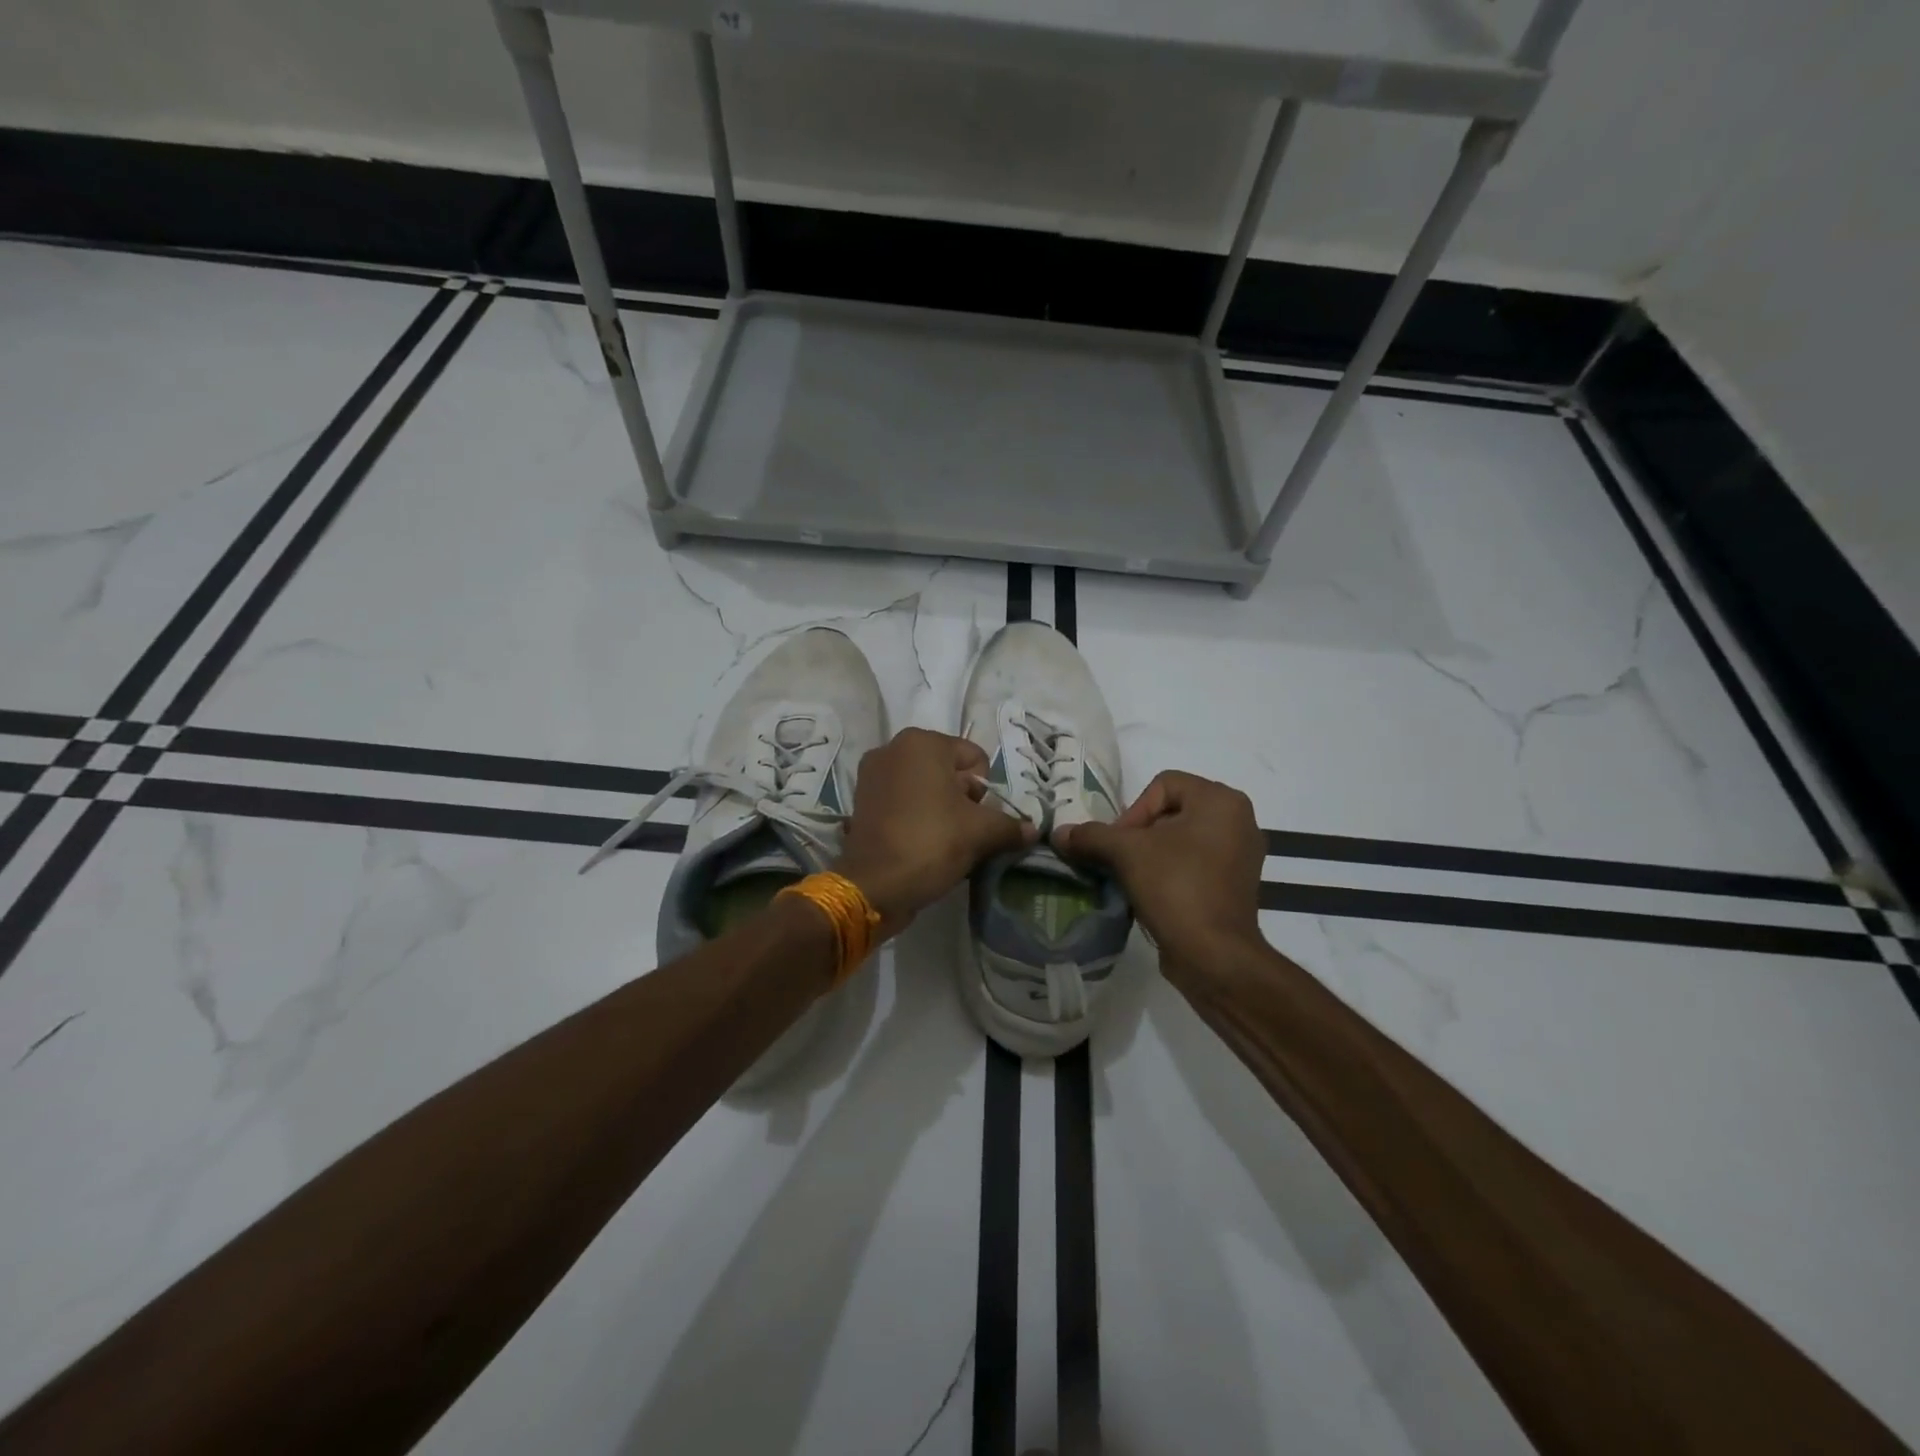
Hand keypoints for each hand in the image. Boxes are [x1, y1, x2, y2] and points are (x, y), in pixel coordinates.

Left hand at [836, 728, 1035, 937]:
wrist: (873, 886)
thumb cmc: (930, 843)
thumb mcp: (980, 833)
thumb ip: (1010, 825)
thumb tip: (1033, 830)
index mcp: (922, 743)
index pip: (974, 758)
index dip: (986, 791)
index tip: (981, 819)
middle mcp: (893, 749)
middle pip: (949, 771)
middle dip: (964, 799)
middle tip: (967, 832)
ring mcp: (872, 775)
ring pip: (926, 787)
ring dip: (942, 809)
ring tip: (947, 841)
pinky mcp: (862, 801)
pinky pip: (903, 801)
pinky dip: (918, 817)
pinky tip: (924, 843)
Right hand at [1055, 770, 1264, 975]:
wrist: (1214, 955)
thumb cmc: (1176, 887)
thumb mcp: (1126, 853)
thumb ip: (1091, 836)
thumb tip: (1059, 833)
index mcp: (1221, 800)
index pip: (1163, 785)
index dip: (1134, 811)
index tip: (1121, 844)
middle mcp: (1239, 820)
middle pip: (1171, 811)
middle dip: (1140, 834)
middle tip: (1121, 860)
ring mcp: (1241, 854)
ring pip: (1181, 839)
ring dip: (1152, 854)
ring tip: (1133, 878)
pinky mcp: (1236, 884)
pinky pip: (1195, 863)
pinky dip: (1171, 872)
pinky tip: (1153, 894)